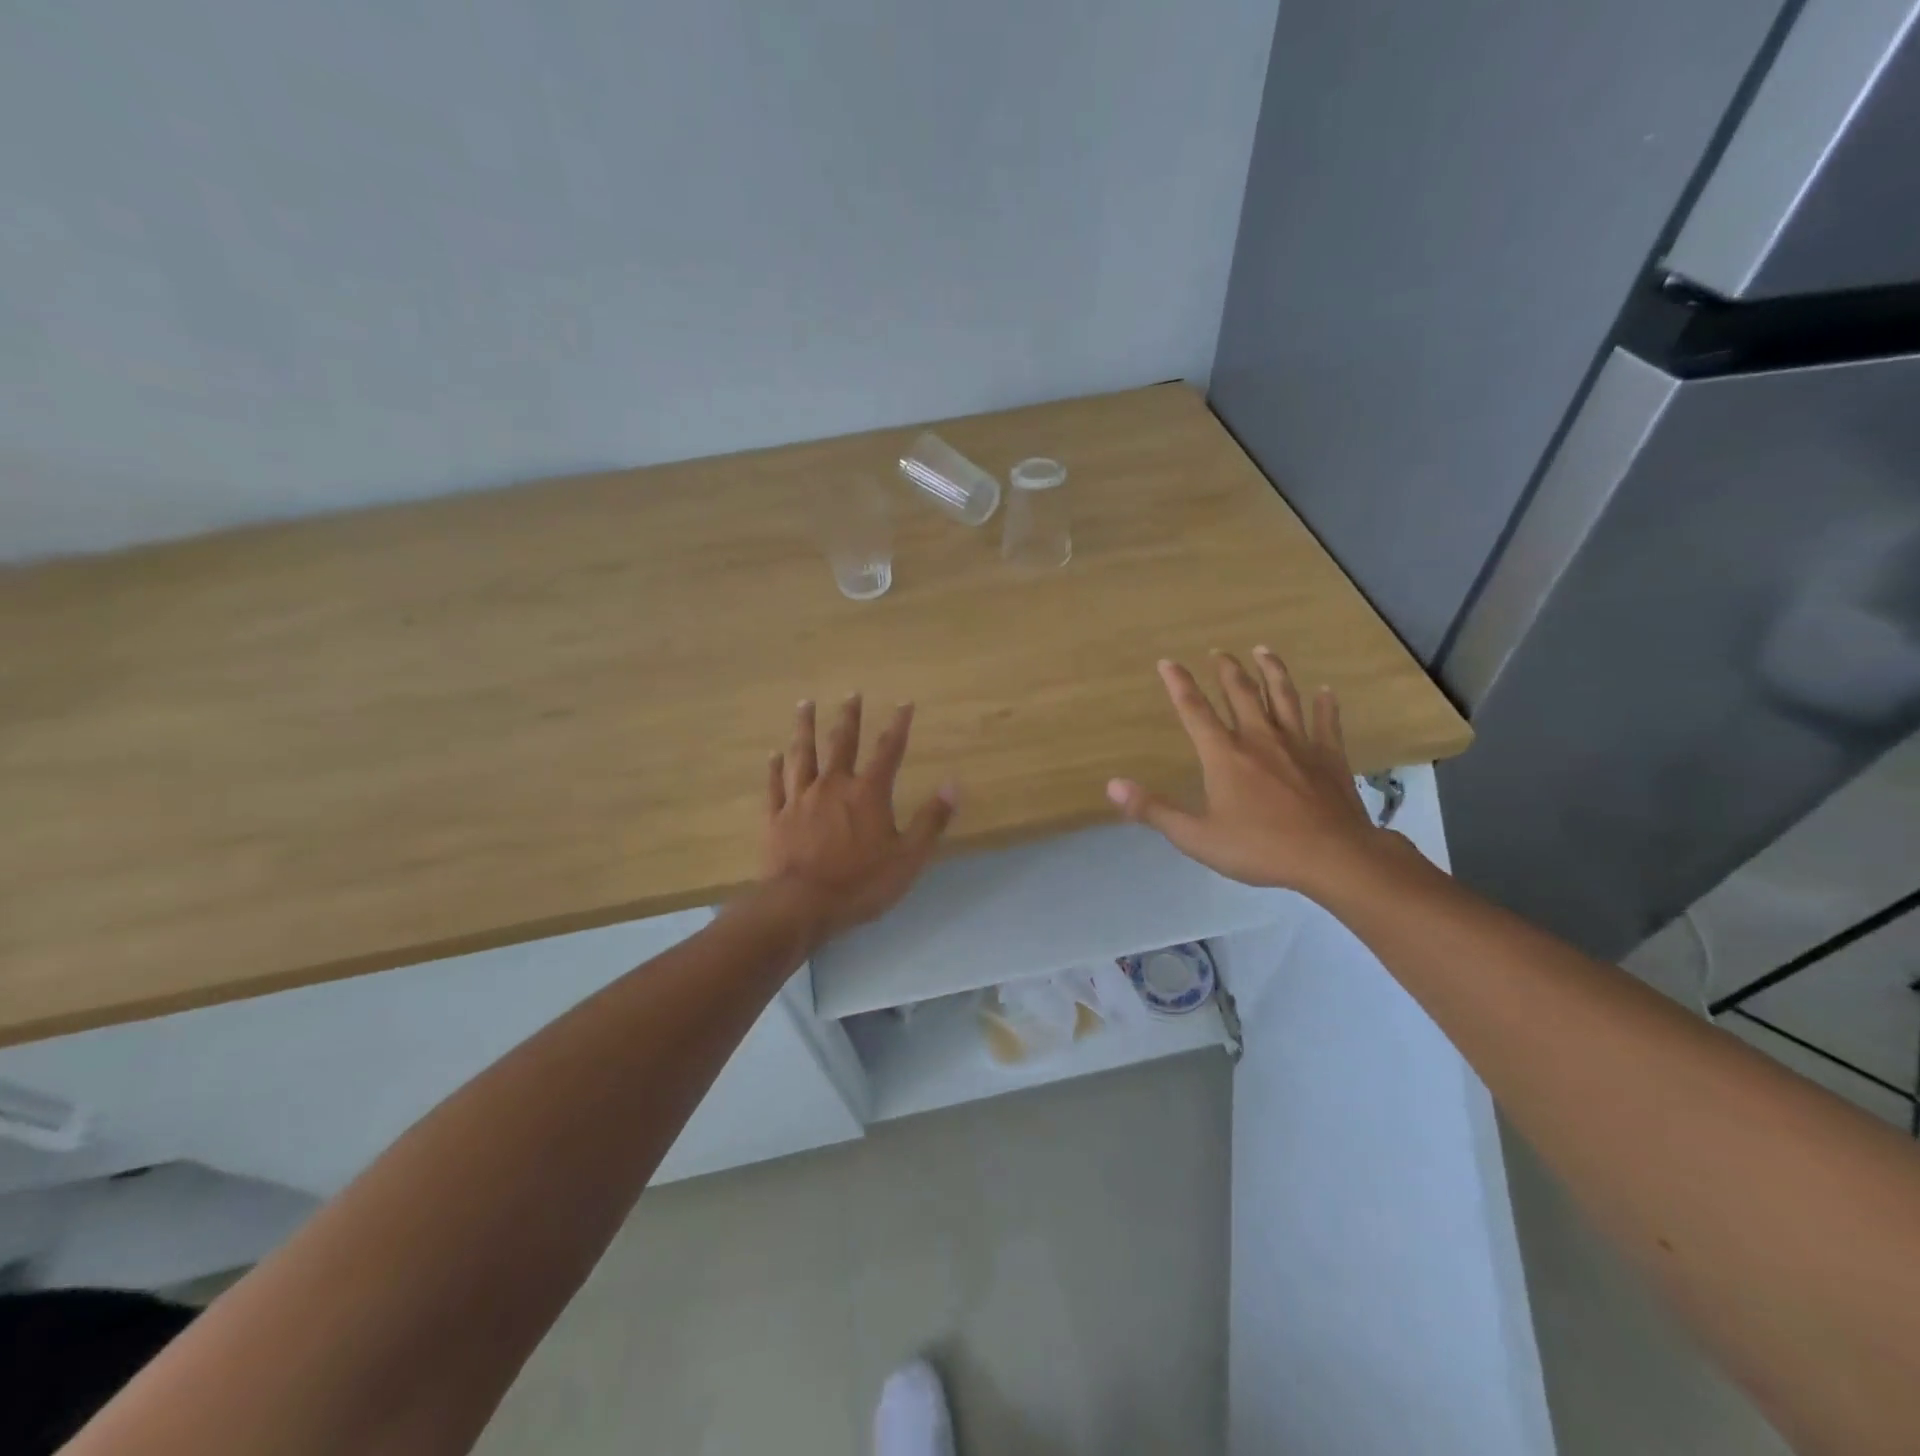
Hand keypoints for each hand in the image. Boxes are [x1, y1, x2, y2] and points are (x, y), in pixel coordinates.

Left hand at [757, 695, 957, 942]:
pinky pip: (776, 785)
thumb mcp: (909, 857)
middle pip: (841, 743)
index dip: (898, 725)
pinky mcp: (776, 817)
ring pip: (803, 754)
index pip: (888, 750)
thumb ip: (931, 820)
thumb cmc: (861, 883)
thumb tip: (954, 784)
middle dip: (849, 717)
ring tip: (805, 704)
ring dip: (805, 728)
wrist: (801, 904)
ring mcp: (800, 799)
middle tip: (851, 693)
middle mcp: (833, 785)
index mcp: (868, 793)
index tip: (904, 702)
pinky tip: (774, 755)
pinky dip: (775, 768)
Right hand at [1106, 649, 1387, 900]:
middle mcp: (1259, 738)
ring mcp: (1298, 744)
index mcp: (1224, 755)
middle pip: (1241, 693)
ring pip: (1283, 696)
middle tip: (1218, 651)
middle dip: (1227, 670)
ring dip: (1272, 671)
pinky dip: (1324, 704)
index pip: (1194, 710)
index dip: (1179, 684)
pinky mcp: (1330, 757)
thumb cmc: (1259, 848)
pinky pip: (1326, 722)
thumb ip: (1154, 810)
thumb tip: (1113, 785)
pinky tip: (1325, 690)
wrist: (1332, 857)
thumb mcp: (1196, 837)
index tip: (1167, 662)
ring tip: (1263, 650)